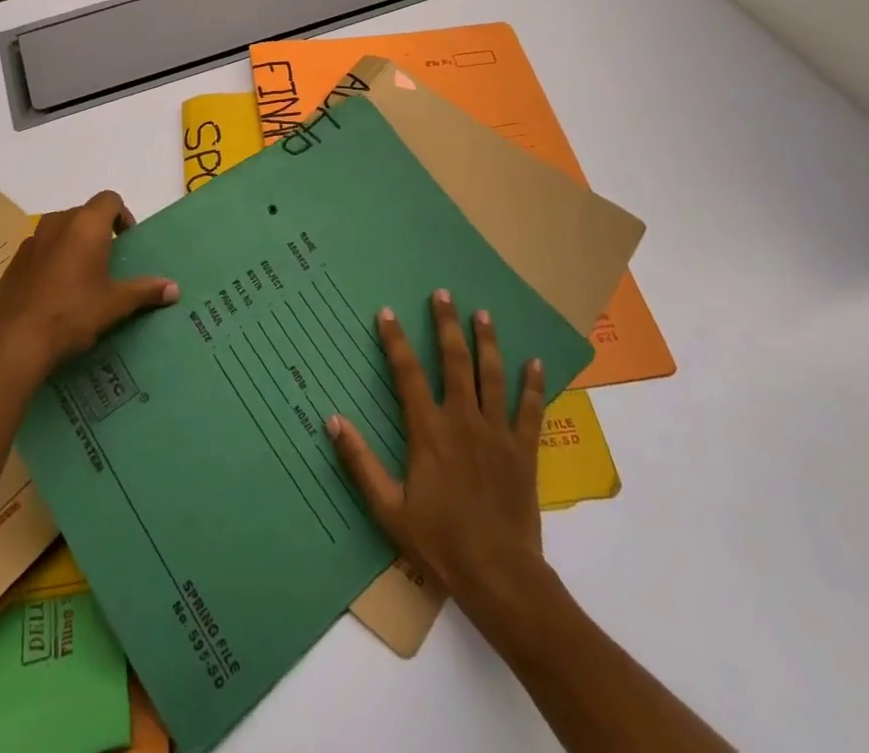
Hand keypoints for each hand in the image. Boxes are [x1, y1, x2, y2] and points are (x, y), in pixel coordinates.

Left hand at [0, 192, 178, 378]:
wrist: (15, 340)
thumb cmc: (73, 313)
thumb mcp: (115, 304)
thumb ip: (145, 291)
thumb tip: (174, 288)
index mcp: (86, 225)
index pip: (109, 199)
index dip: (122, 214)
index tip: (126, 240)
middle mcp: (58, 223)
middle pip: (84, 212)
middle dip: (98, 229)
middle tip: (108, 260)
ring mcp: (32, 241)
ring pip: (59, 229)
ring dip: (72, 242)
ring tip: (81, 274)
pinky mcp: (14, 261)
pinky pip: (40, 249)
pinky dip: (51, 258)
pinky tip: (54, 290)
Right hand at [328, 288, 547, 613]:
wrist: (499, 575)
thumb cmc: (439, 542)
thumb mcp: (388, 508)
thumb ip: (360, 462)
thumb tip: (332, 420)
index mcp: (428, 431)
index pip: (407, 374)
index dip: (395, 341)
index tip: (387, 312)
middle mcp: (463, 420)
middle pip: (454, 360)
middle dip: (447, 324)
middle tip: (443, 294)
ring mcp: (497, 432)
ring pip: (491, 375)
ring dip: (486, 342)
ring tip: (483, 313)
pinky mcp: (523, 450)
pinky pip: (530, 409)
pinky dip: (533, 384)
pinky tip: (535, 362)